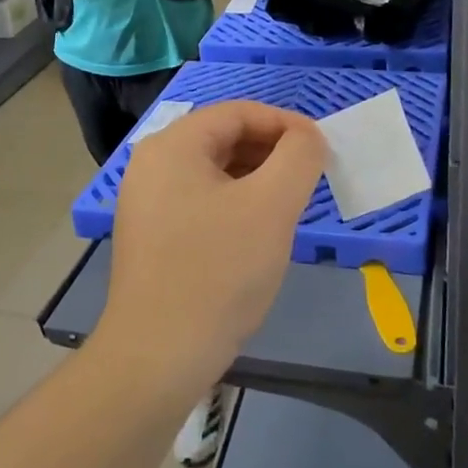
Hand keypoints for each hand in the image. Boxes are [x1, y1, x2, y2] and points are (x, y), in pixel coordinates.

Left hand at [96, 102, 324, 393]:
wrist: (158, 355)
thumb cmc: (218, 271)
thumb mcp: (272, 206)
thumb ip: (298, 157)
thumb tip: (307, 137)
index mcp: (173, 145)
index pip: (238, 112)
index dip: (285, 123)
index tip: (321, 149)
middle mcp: (151, 164)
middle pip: (223, 138)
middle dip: (271, 152)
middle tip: (309, 179)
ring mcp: (146, 202)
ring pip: (213, 172)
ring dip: (256, 179)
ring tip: (289, 205)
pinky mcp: (151, 236)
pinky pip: (200, 201)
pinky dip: (235, 204)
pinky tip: (257, 232)